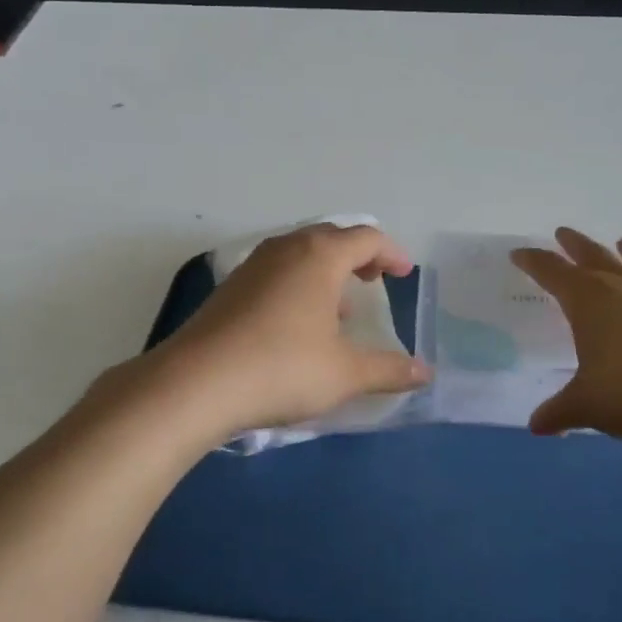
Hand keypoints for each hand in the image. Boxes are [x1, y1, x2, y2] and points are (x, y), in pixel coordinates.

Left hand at [143, 223, 429, 437]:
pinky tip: (298, 324)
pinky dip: (298, 285)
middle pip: (331, 238)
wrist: (195, 384)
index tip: (404, 273)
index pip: (366, 238)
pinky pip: (276, 272)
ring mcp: (252, 266)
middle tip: (374, 279)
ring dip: (326, 271)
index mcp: (319, 256)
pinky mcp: (229, 289)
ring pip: (299, 254)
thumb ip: (389, 370)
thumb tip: (426, 373)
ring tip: (340, 307)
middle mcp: (286, 249)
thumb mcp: (345, 373)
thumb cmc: (282, 368)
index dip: (391, 253)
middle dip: (358, 256)